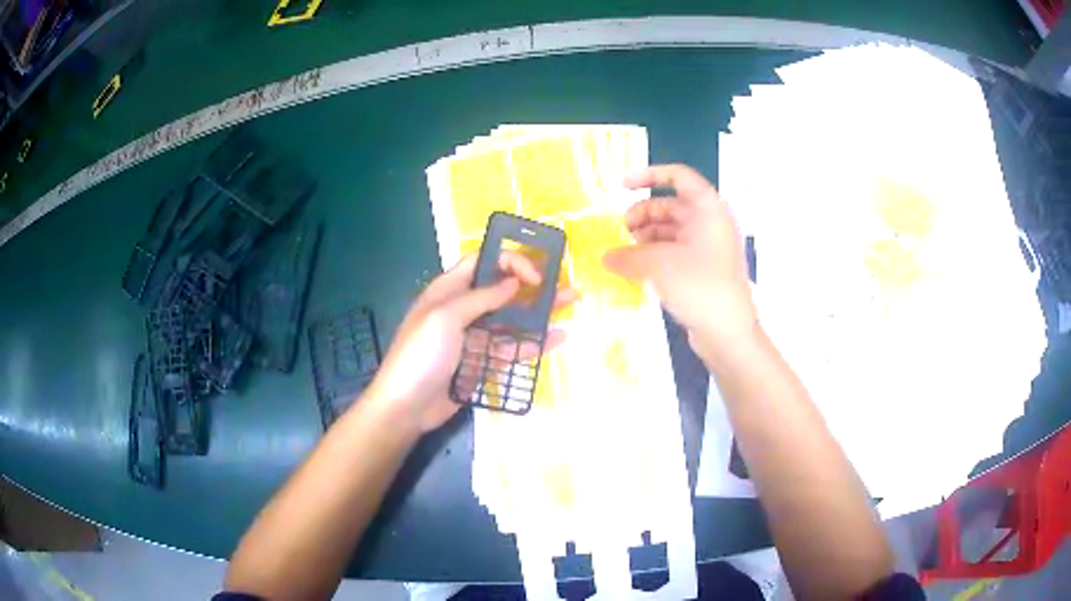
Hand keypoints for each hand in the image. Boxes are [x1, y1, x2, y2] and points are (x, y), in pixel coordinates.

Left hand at [365, 252, 576, 432]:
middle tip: (566, 285)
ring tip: (571, 305)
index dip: (510, 262)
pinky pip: (511, 348)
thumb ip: (481, 298)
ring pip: (512, 319)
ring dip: (540, 312)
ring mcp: (475, 338)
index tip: (535, 277)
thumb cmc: (421, 354)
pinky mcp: (483, 363)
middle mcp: (463, 309)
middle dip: (533, 285)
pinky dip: (533, 343)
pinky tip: (557, 338)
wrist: (407, 406)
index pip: (483, 262)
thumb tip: (514, 282)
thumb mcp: (445, 317)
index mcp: (448, 290)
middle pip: (503, 290)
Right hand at [603, 164, 756, 357]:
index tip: (622, 186)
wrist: (728, 332)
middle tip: (621, 231)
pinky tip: (637, 268)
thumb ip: (628, 256)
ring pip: (671, 229)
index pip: (678, 176)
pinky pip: (675, 250)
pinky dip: (655, 253)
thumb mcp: (659, 266)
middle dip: (642, 214)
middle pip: (671, 205)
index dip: (649, 175)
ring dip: (646, 236)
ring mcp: (708, 246)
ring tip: (625, 252)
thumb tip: (606, 257)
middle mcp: (710, 222)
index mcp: (708, 209)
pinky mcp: (703, 268)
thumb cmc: (700, 287)